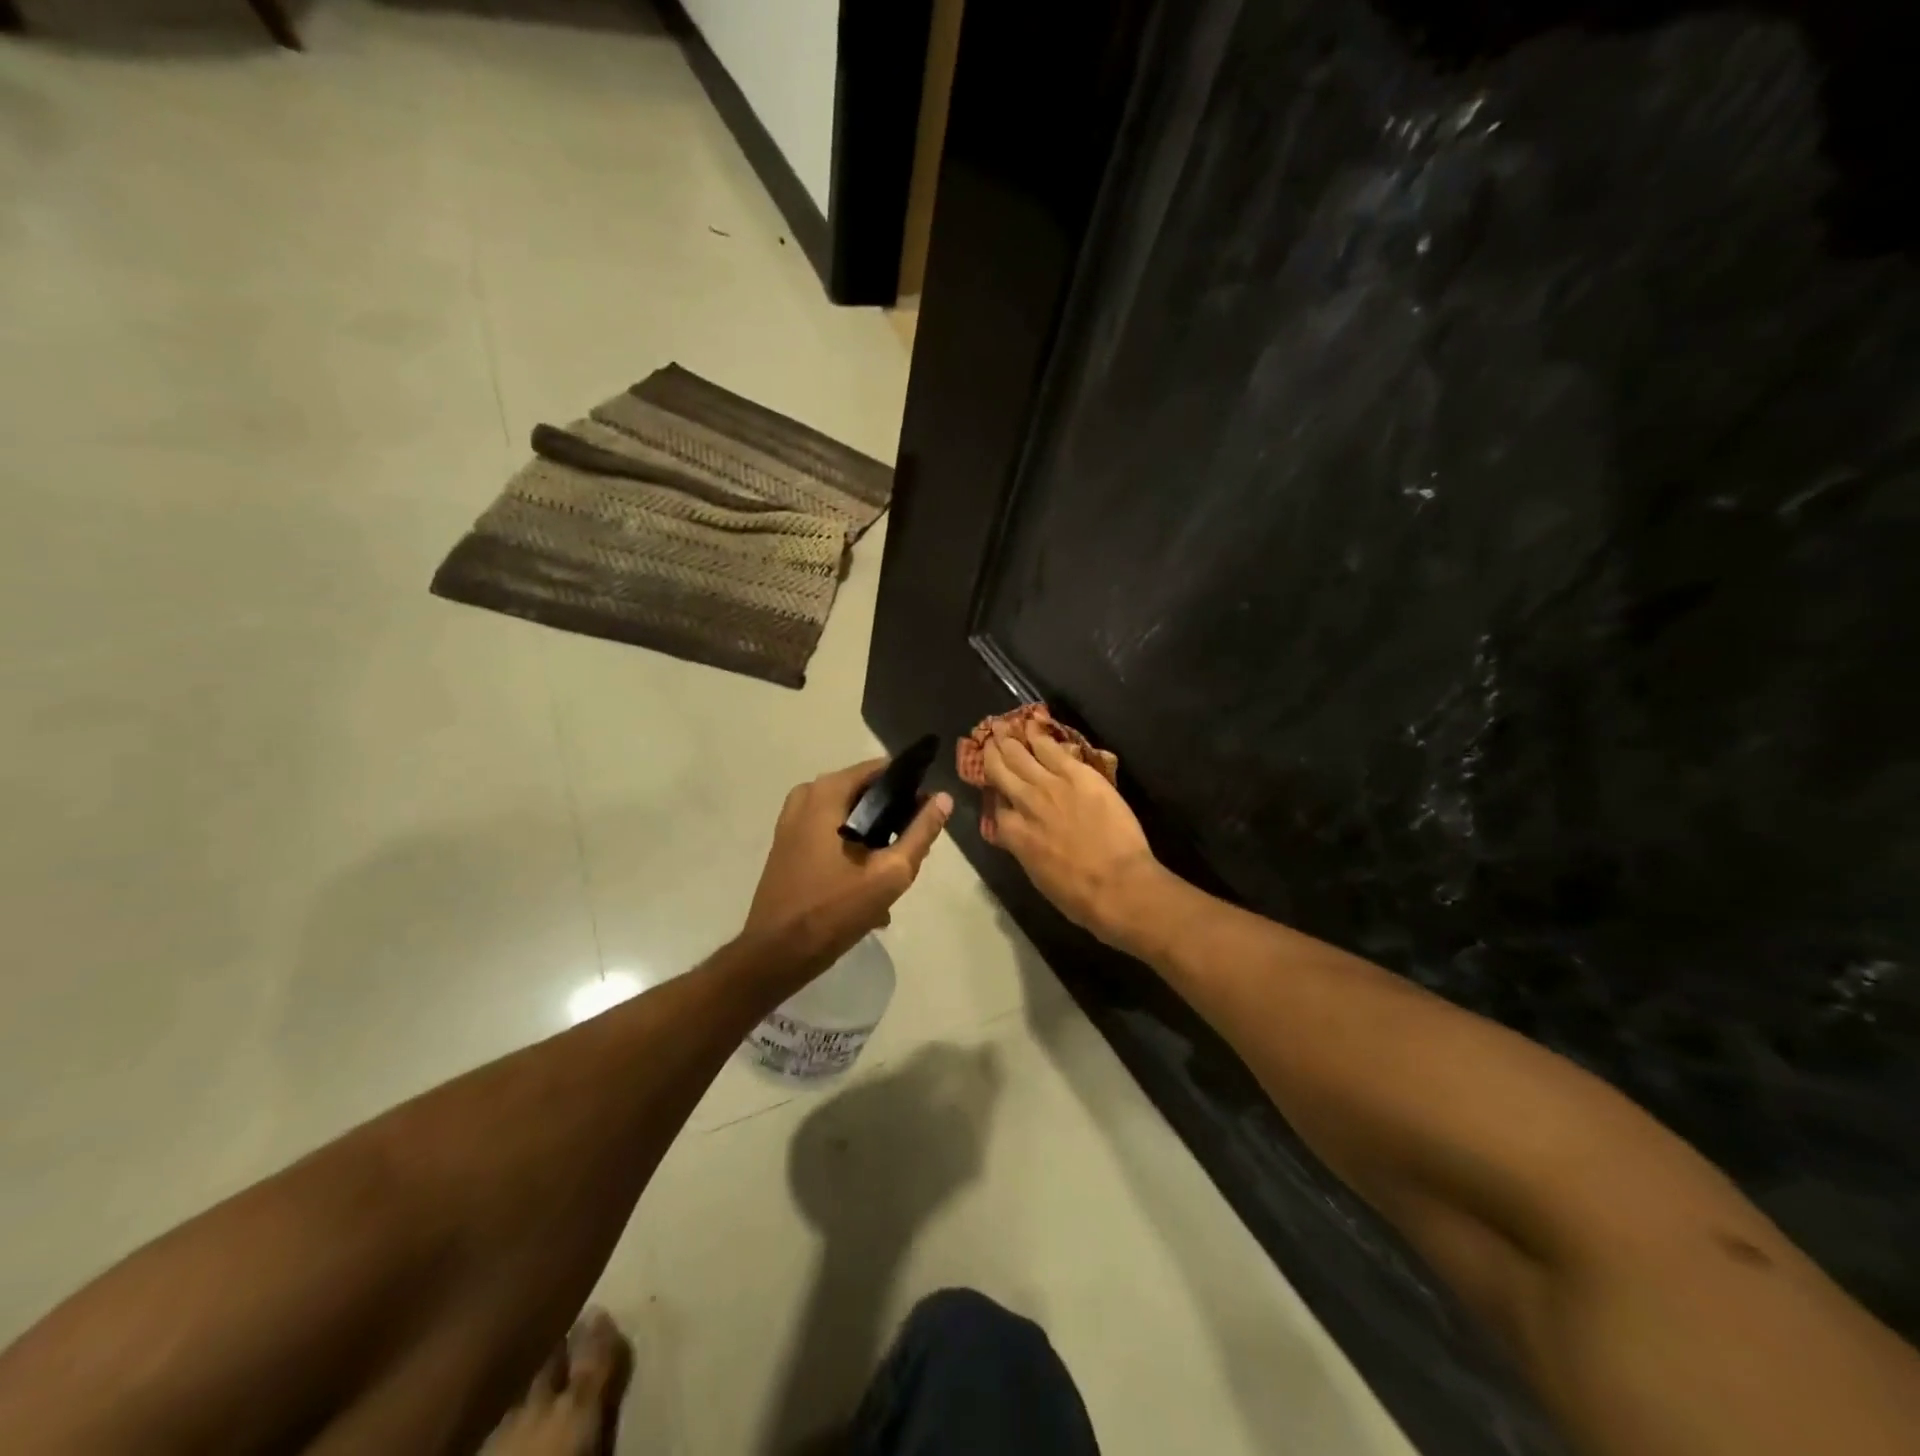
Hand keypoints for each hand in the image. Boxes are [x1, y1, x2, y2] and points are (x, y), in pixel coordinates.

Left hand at [745, 757, 952, 968]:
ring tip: (892, 867)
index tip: (928, 812)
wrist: (777, 953)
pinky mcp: (787, 842)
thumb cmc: (834, 909)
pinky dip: (852, 845)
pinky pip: (830, 830)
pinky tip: (868, 879)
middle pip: (864, 792)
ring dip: (874, 835)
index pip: (880, 769)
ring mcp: (792, 819)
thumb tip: (944, 799)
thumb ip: (921, 833)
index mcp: (827, 793)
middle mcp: (806, 796)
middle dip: (892, 816)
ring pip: (848, 814)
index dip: (910, 786)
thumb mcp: (890, 873)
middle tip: (912, 848)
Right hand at [980, 727, 1161, 941]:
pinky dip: (1038, 736)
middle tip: (987, 739)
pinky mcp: (1077, 774)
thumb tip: (1024, 837)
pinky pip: (1052, 748)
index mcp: (1013, 834)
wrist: (1117, 885)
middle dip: (992, 753)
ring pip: (1021, 755)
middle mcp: (1024, 803)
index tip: (995, 788)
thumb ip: (1026, 849)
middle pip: (1001, 771)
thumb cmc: (1079, 896)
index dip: (995, 795)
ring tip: (1000, 726)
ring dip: (1008, 739)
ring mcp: (1050, 785)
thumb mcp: (1039, 877)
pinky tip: (1031, 724)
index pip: (996, 807)